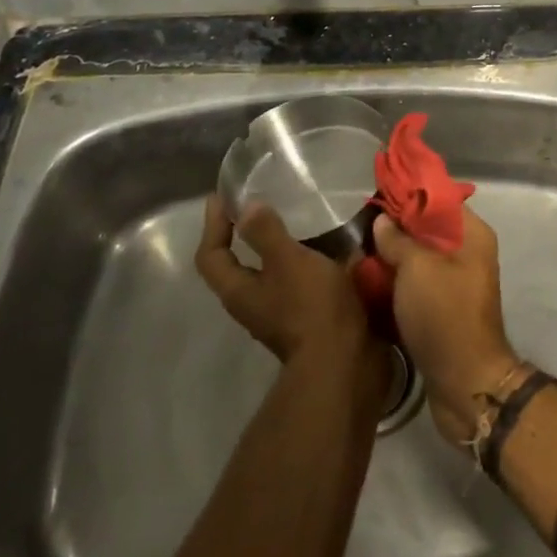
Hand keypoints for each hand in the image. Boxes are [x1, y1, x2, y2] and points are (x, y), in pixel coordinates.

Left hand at [196, 196, 372, 365]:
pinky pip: (299, 281)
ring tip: (300, 219)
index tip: (221, 197)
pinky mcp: (308, 316)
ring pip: (271, 274)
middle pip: (237, 267)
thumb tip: (246, 208)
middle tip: (260, 205)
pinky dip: (307, 261)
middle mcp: (253, 304)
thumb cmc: (311, 306)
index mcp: (239, 291)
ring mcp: (281, 313)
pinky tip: (328, 246)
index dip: (213, 225)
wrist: (345, 360)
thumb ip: (266, 233)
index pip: (211, 256)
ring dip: (280, 248)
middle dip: (245, 236)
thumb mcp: (287, 261)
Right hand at [373, 209, 520, 444]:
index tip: (378, 191)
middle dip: (397, 226)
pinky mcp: (443, 308)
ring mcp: (456, 283)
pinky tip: (369, 280)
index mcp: (472, 234)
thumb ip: (398, 239)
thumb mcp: (417, 268)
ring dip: (393, 256)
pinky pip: (417, 284)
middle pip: (429, 229)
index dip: (410, 194)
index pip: (440, 199)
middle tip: (361, 225)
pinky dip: (396, 281)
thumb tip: (383, 220)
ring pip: (420, 258)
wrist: (464, 382)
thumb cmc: (444, 313)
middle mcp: (468, 253)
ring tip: (358, 250)